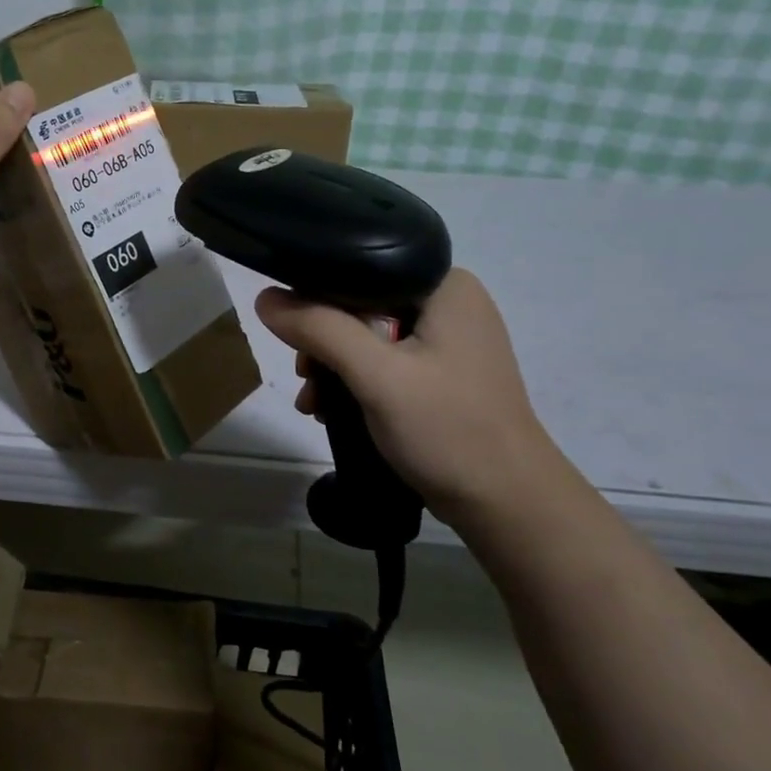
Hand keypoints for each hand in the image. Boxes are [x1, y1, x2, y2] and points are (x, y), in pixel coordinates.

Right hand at [255, 269, 573, 529]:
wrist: (506, 504)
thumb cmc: (447, 429)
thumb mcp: (376, 375)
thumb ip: (319, 329)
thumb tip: (264, 297)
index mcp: (445, 285)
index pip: (362, 267)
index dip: (317, 295)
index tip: (295, 337)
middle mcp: (448, 303)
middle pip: (360, 303)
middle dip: (323, 341)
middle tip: (305, 377)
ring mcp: (448, 340)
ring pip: (367, 335)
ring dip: (333, 366)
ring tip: (313, 402)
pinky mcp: (441, 373)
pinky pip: (383, 361)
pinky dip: (354, 381)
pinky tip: (331, 408)